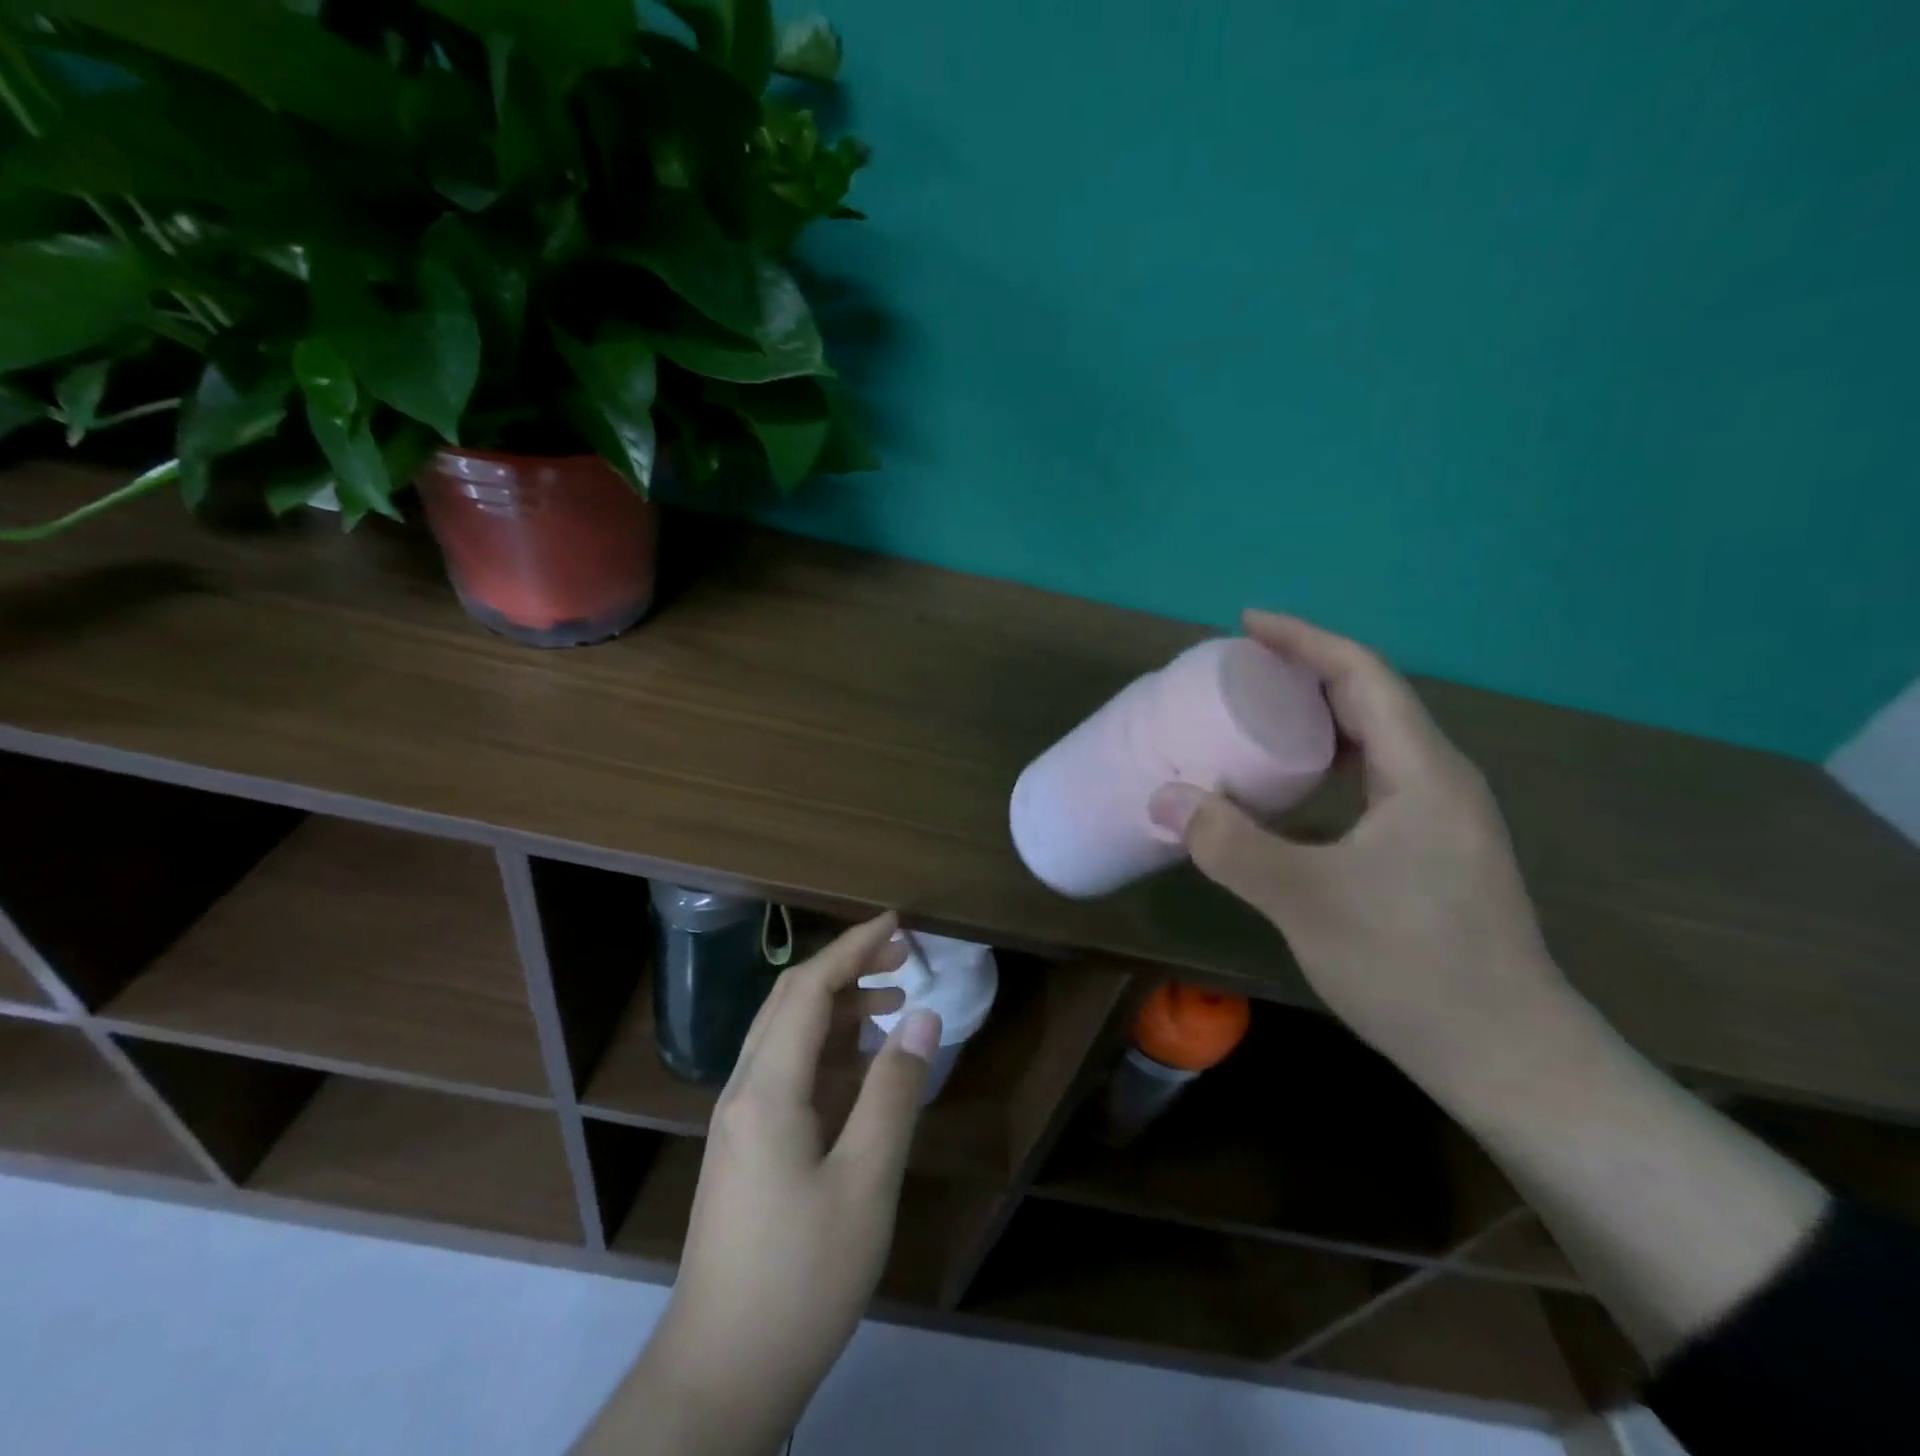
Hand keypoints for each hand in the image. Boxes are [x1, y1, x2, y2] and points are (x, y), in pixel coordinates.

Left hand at [576, 913, 941, 1455]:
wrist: (721, 1373)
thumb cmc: (801, 1277)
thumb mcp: (865, 1182)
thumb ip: (894, 1092)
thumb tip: (923, 1016)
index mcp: (767, 1088)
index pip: (808, 988)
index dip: (853, 947)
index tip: (897, 924)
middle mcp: (744, 1089)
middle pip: (791, 1001)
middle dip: (846, 967)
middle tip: (903, 957)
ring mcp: (741, 1120)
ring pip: (788, 1035)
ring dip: (839, 1008)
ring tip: (893, 1002)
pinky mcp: (746, 1147)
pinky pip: (788, 1072)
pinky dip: (829, 1050)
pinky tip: (864, 1065)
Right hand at [1148, 612, 1575, 1095]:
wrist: (1507, 1056)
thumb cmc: (1412, 966)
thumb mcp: (1306, 899)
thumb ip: (1229, 845)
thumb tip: (1163, 797)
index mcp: (1422, 771)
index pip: (1362, 676)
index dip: (1303, 640)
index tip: (1246, 624)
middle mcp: (1438, 780)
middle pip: (1370, 700)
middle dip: (1304, 673)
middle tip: (1238, 673)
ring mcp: (1440, 818)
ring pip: (1373, 743)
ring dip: (1316, 719)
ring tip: (1256, 719)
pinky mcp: (1431, 851)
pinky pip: (1371, 782)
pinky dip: (1325, 765)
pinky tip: (1289, 793)